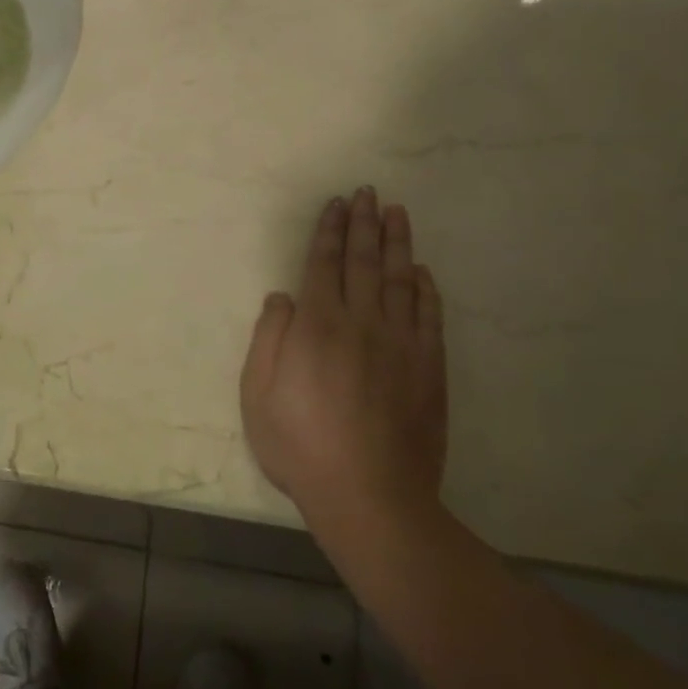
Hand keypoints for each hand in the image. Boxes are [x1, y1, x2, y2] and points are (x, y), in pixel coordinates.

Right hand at [240, 187, 447, 529]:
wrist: (369, 495)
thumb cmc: (300, 445)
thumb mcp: (258, 394)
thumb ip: (269, 338)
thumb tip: (283, 297)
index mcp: (316, 326)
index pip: (323, 264)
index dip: (329, 231)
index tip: (336, 204)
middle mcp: (361, 323)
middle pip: (363, 262)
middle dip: (364, 224)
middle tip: (368, 193)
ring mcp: (401, 344)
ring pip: (399, 280)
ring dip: (397, 243)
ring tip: (397, 213)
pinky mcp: (429, 368)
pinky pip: (429, 316)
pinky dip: (425, 289)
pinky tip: (421, 271)